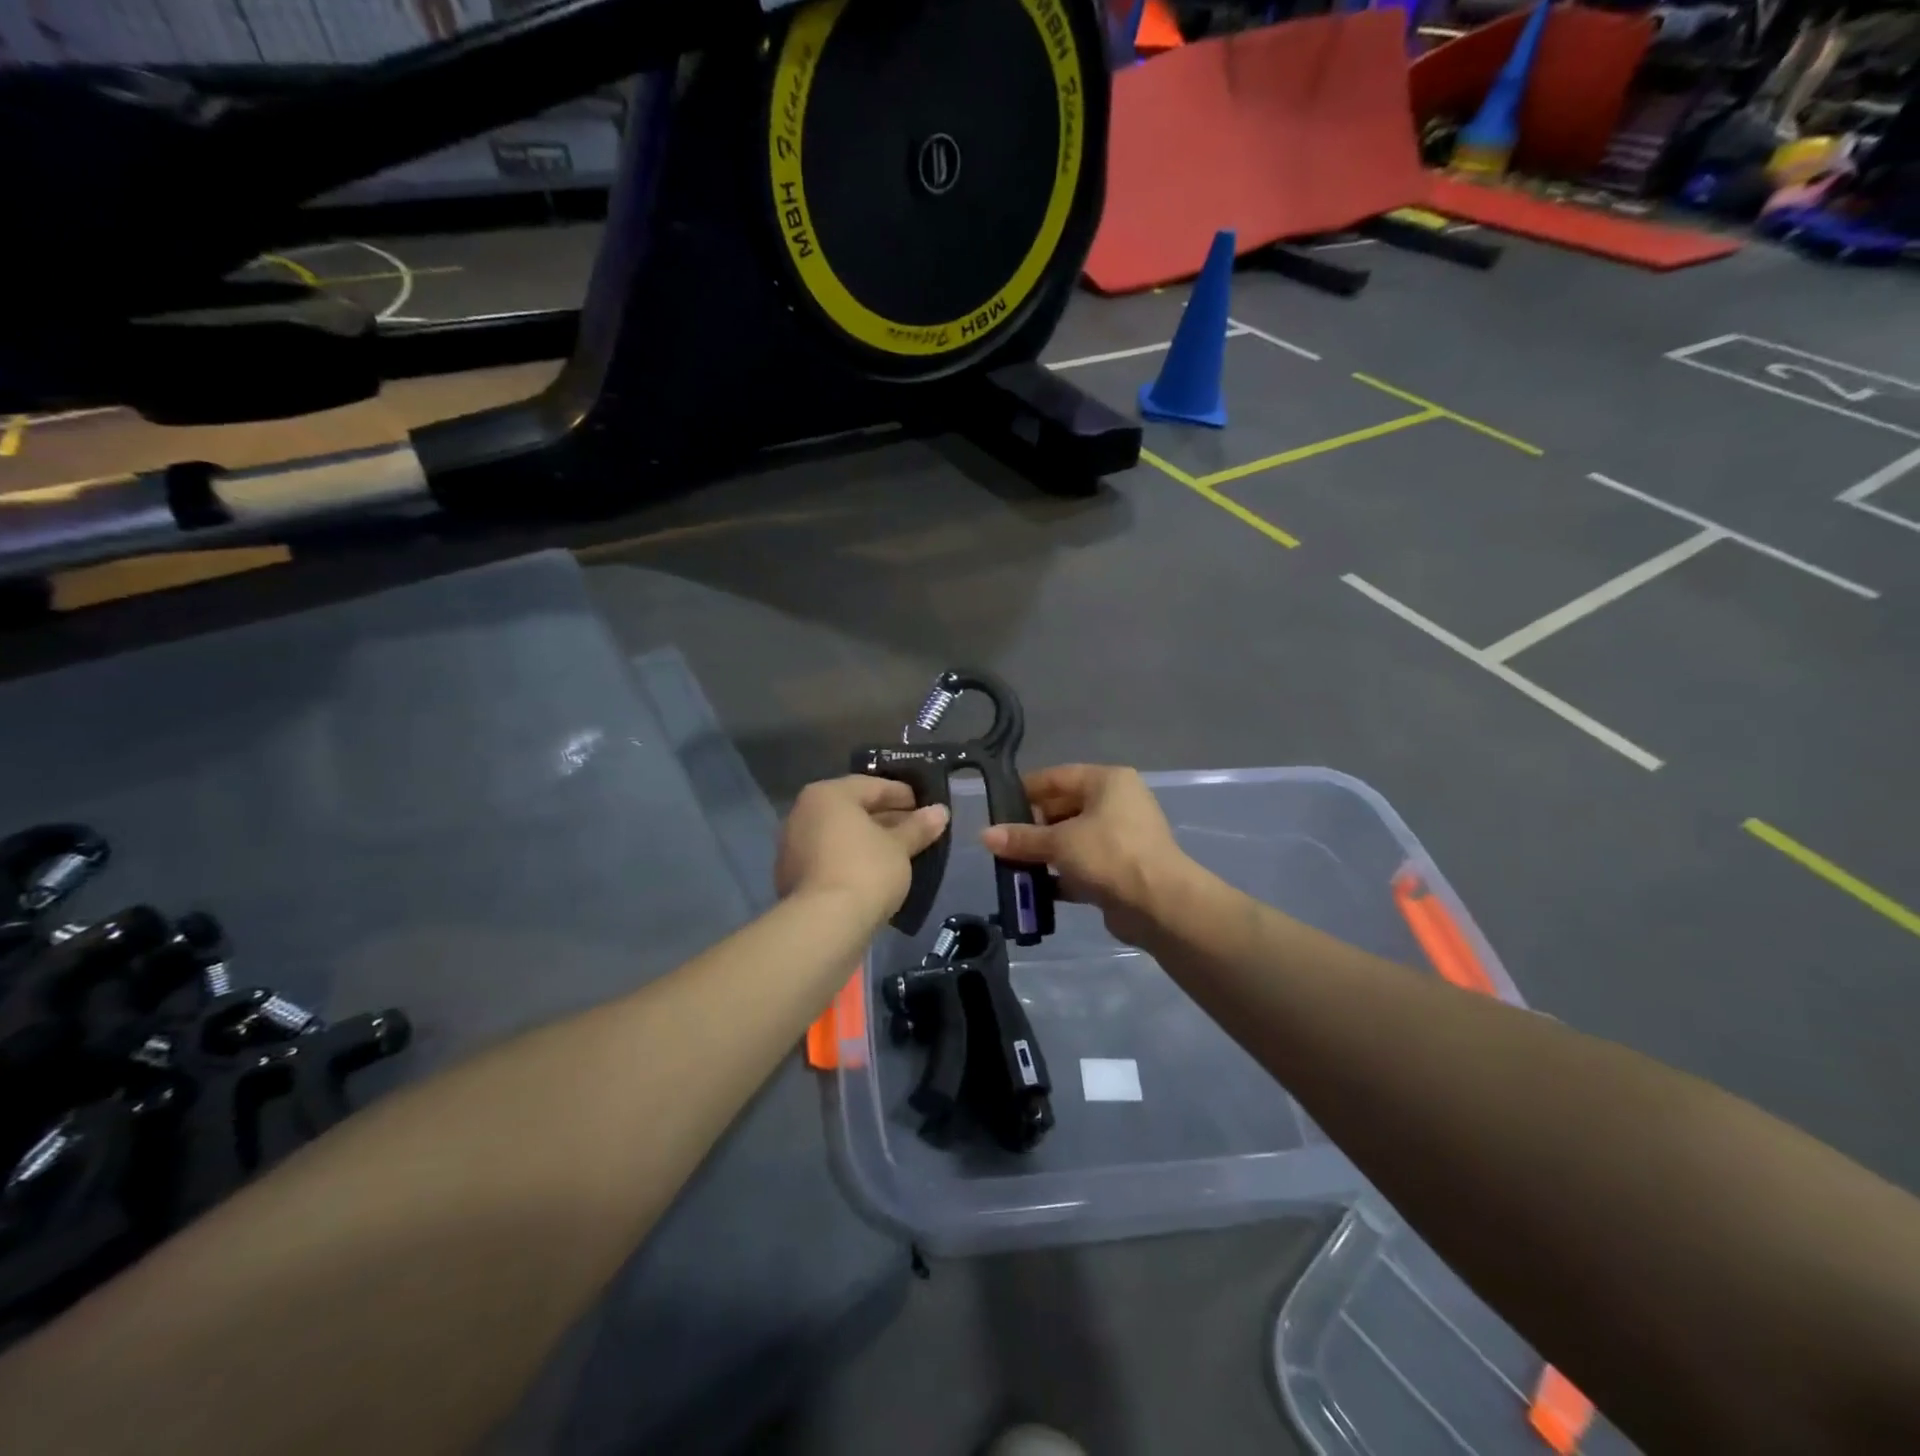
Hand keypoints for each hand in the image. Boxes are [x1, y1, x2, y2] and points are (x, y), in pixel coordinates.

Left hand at [776, 776, 949, 920]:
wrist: (824, 926)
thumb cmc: (866, 871)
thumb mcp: (900, 847)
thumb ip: (918, 827)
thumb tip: (940, 812)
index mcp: (827, 795)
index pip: (871, 786)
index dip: (902, 794)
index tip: (926, 806)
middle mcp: (805, 814)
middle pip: (854, 810)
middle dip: (888, 819)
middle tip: (918, 830)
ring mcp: (795, 847)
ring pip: (842, 836)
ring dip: (871, 841)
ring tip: (903, 853)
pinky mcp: (795, 877)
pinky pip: (833, 858)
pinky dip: (855, 860)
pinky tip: (879, 873)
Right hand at [980, 765, 1193, 945]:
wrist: (1159, 904)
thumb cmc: (1109, 855)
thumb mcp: (1059, 842)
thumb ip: (1021, 838)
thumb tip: (984, 836)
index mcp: (1107, 781)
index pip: (1057, 777)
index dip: (1026, 791)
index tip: (997, 808)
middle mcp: (1117, 803)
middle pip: (1064, 808)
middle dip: (1033, 827)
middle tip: (1002, 842)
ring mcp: (1122, 837)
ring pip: (1073, 839)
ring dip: (1045, 853)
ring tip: (1012, 865)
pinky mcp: (1122, 868)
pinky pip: (1083, 865)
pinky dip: (1062, 874)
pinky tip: (1035, 889)